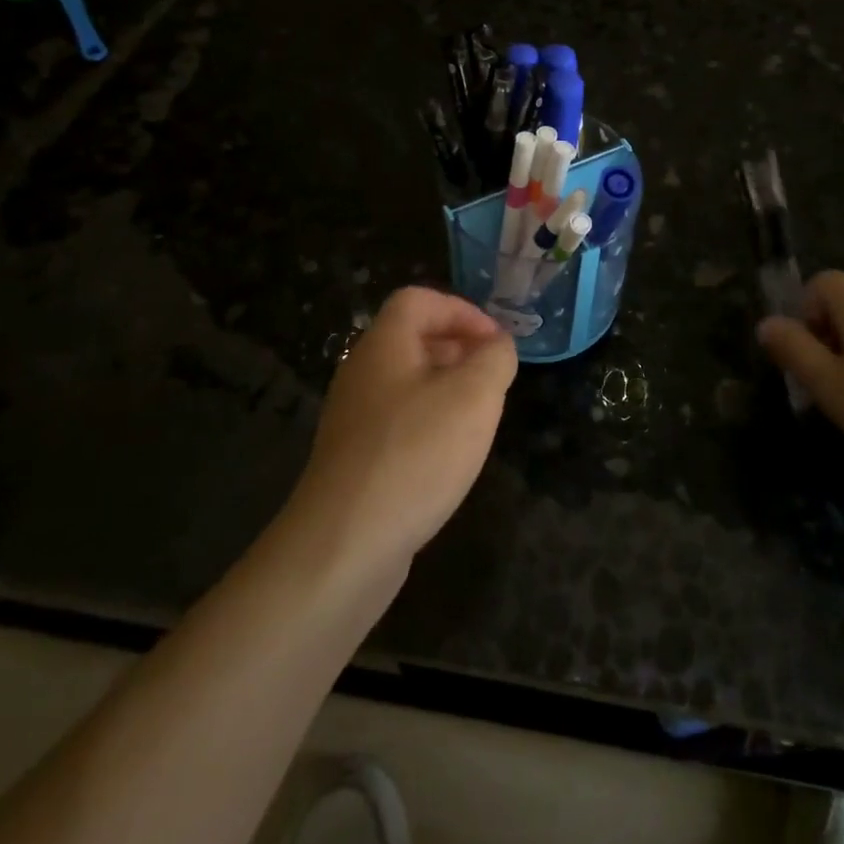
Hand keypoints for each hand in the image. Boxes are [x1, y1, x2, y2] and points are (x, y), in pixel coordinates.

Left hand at [289, 287, 517, 568]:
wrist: (344, 543)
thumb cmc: (415, 454)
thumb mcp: (474, 396)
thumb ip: (495, 359)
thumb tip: (498, 346)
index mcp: (383, 345)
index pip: (419, 300)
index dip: (462, 310)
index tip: (496, 343)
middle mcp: (362, 373)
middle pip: (412, 339)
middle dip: (459, 349)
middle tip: (494, 378)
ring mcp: (353, 418)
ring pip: (407, 383)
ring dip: (447, 389)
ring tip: (480, 417)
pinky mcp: (355, 458)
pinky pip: (398, 421)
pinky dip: (429, 423)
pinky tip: (450, 456)